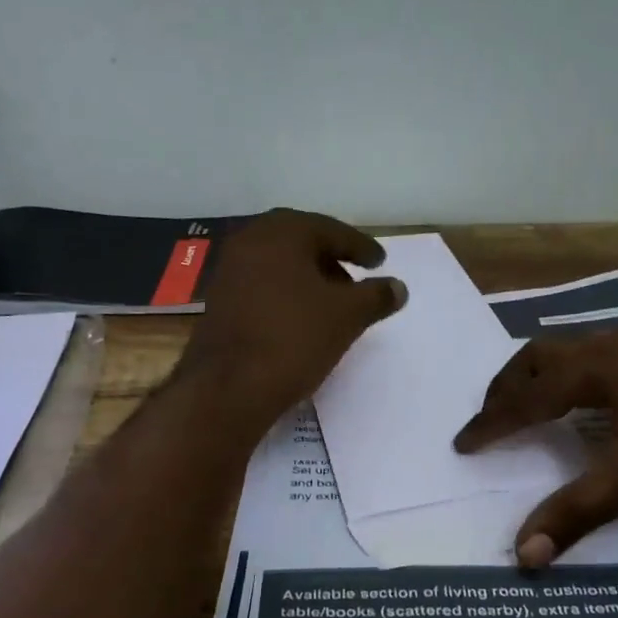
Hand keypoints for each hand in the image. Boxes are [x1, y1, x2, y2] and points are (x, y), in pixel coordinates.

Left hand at [178, 208, 405, 428]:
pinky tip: (301, 320)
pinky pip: (262, 286)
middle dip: (331, 260)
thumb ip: (376, 297)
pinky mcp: (219, 302)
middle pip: (301, 243)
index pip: (331, 230)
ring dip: (308, 278)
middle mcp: (250, 241)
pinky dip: (286, 294)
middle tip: (356, 280)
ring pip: (279, 265)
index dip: (360, 247)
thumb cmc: (294, 338)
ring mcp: (229, 272)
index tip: (380, 262)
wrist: (230, 387)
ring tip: (333, 304)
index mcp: (282, 233)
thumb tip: (398, 287)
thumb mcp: (347, 316)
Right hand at [453, 331, 617, 566]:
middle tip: (492, 417)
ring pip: (574, 349)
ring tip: (531, 403)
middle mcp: (614, 345)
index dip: (491, 422)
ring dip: (542, 374)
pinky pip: (603, 355)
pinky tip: (594, 398)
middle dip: (509, 385)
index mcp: (596, 367)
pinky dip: (576, 373)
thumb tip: (522, 554)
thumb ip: (575, 513)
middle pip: (541, 355)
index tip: (463, 444)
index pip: (526, 395)